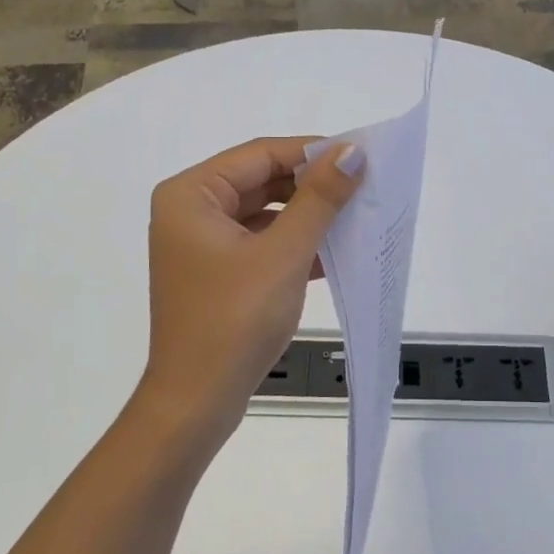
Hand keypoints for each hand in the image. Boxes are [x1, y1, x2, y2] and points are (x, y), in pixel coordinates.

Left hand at [139, 136, 363, 446]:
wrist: (198, 401)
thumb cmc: (235, 320)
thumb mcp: (284, 254)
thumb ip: (319, 198)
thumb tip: (352, 152)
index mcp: (191, 195)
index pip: (260, 155)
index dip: (312, 152)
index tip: (360, 157)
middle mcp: (190, 212)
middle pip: (261, 181)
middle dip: (311, 186)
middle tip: (363, 188)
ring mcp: (202, 246)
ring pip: (264, 214)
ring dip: (307, 217)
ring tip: (356, 217)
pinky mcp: (218, 274)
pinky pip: (261, 244)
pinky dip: (294, 245)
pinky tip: (333, 252)